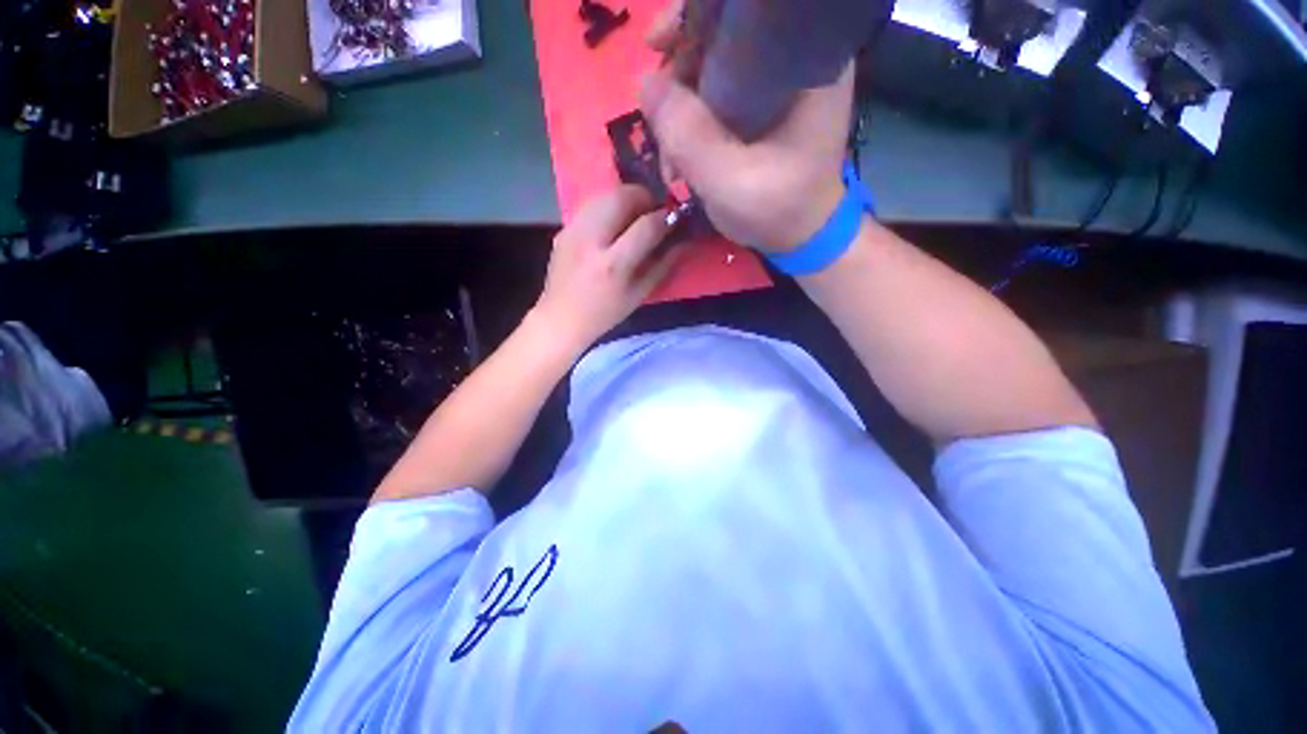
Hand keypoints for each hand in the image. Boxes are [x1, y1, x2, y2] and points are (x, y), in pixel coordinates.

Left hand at [532, 186, 680, 352]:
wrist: (561, 317)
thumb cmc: (605, 313)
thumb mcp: (640, 294)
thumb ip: (663, 264)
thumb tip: (684, 240)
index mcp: (613, 264)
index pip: (646, 226)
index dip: (666, 218)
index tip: (675, 218)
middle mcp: (591, 240)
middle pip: (622, 197)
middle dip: (645, 199)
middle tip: (653, 213)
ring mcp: (573, 230)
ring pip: (605, 194)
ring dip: (627, 199)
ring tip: (634, 217)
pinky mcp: (563, 228)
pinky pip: (592, 205)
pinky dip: (609, 208)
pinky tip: (612, 226)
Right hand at [640, 4, 854, 252]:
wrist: (800, 236)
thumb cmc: (777, 212)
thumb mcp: (730, 182)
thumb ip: (689, 136)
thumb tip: (644, 83)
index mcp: (807, 63)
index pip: (749, 11)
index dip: (695, 17)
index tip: (655, 44)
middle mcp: (795, 60)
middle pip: (723, 34)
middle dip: (679, 73)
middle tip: (658, 119)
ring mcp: (777, 84)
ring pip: (712, 67)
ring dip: (680, 107)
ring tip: (670, 158)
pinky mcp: (761, 106)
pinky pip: (715, 95)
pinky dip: (691, 122)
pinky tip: (680, 156)